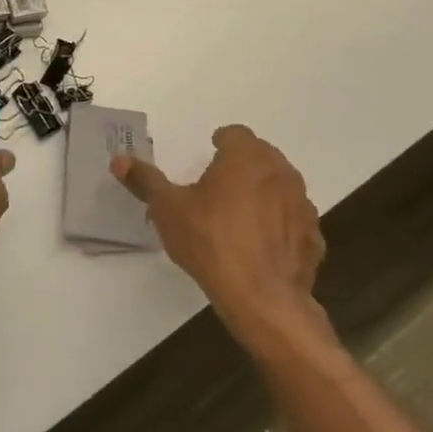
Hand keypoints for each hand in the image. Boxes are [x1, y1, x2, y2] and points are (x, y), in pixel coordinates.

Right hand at [112, 126, 326, 335]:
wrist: (261, 297)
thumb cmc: (210, 240)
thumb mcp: (167, 209)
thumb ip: (145, 181)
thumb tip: (119, 160)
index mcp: (246, 157)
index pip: (235, 134)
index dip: (221, 141)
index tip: (209, 154)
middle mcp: (281, 173)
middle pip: (262, 156)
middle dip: (242, 165)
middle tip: (219, 184)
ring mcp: (303, 206)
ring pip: (281, 187)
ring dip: (264, 193)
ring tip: (240, 215)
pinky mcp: (313, 238)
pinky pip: (294, 221)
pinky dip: (280, 226)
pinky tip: (261, 246)